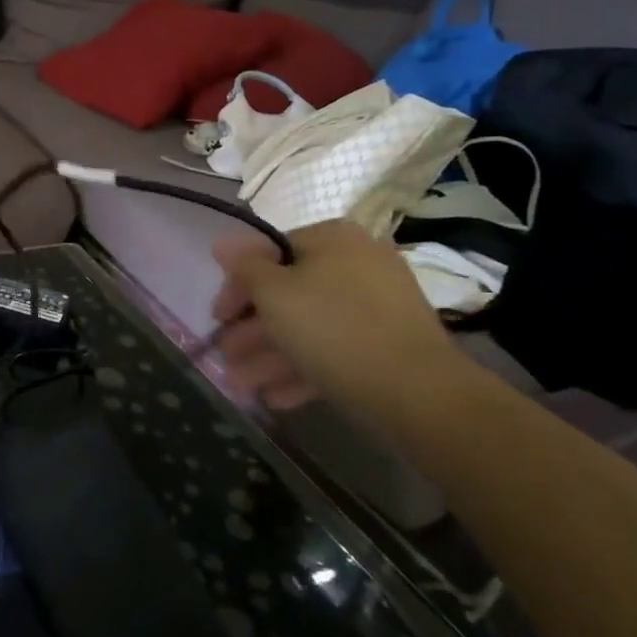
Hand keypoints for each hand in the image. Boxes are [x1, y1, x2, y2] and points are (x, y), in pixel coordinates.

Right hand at [211, 220, 463, 420]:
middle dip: (253, 330)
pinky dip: (304, 368)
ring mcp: (378, 305)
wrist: (418, 392)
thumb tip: (222, 241)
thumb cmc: (333, 329)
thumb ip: (244, 266)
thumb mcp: (274, 294)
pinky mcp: (389, 343)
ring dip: (271, 355)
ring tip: (242, 387)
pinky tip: (277, 397)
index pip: (270, 254)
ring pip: (310, 325)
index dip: (238, 286)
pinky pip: (336, 348)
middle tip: (227, 357)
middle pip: (289, 293)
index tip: (218, 318)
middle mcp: (358, 262)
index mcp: (333, 239)